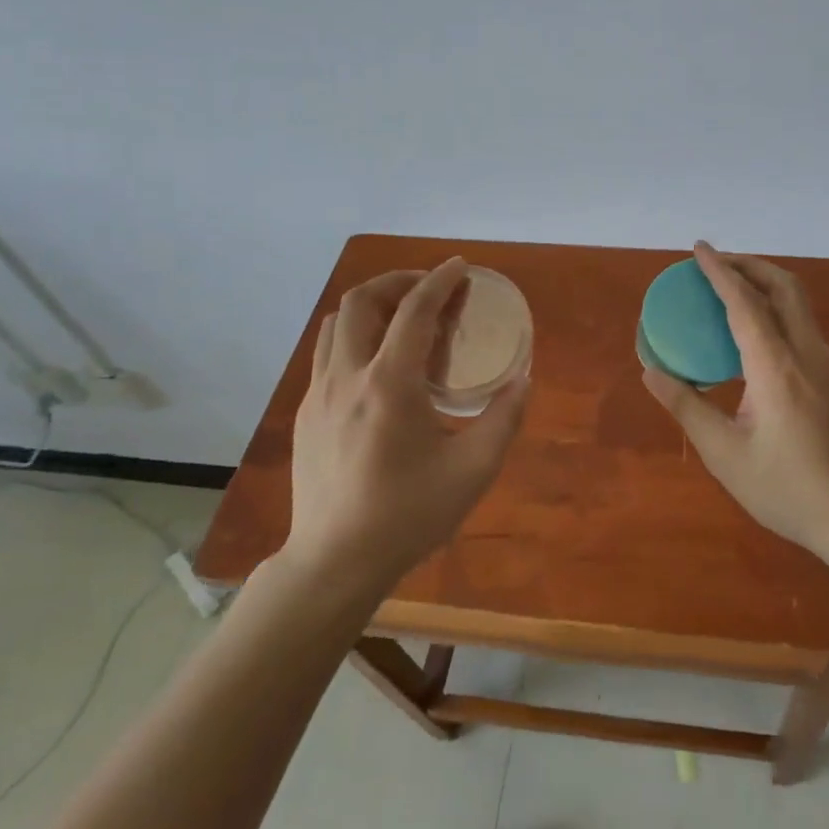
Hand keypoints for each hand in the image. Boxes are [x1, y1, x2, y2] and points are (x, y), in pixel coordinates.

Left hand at [281, 258, 528, 586]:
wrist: (335, 561)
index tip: (460, 267)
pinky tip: (378, 365)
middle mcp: (347, 377)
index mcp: (389, 385)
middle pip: (361, 302)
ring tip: (402, 318)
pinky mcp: (305, 414)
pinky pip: (326, 354)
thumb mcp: (474, 471)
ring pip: (335, 324)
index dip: (439, 281)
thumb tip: (523, 381)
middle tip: (428, 289)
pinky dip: (354, 337)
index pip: (414, 312)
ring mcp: (318, 394)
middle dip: (397, 282)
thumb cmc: (408, 515)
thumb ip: (504, 419)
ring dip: (371, 306)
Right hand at [641, 242, 828, 561]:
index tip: (700, 249)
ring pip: (802, 309)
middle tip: (719, 263)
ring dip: (769, 290)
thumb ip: (687, 407)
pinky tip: (765, 352)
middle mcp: (810, 355)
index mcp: (777, 369)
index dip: (720, 271)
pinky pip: (809, 336)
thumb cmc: (789, 491)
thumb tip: (651, 371)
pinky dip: (782, 321)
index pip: (745, 303)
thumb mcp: (726, 456)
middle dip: (751, 265)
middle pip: (785, 287)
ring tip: (737, 298)